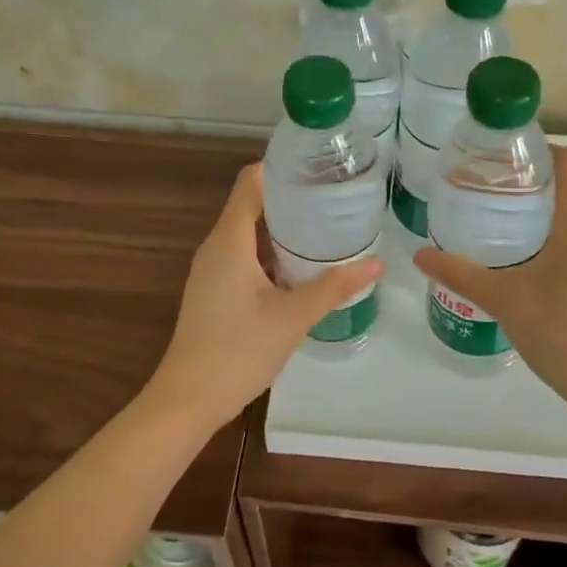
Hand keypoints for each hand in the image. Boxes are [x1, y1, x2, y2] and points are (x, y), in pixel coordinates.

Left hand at [150, 163, 383, 426]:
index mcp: (229, 239)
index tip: (318, 166)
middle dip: (291, 198)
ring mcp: (211, 270)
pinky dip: (271, 253)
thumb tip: (377, 263)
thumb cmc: (238, 350)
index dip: (281, 167)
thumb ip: (335, 286)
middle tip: (334, 197)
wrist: (189, 399)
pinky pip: (243, 256)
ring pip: (248, 233)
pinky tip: (301, 268)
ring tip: (325, 227)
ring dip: (282, 228)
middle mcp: (216, 246)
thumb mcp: (294, 316)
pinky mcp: (213, 291)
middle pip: (251, 204)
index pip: (250, 181)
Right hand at [413, 146, 566, 407]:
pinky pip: (565, 250)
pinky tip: (508, 264)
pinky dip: (537, 244)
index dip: (539, 147)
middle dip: (523, 183)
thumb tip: (420, 254)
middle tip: (479, 185)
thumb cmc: (564, 331)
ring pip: (563, 223)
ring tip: (486, 220)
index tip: (501, 150)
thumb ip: (461, 274)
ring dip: (529, 215)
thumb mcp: (504, 299)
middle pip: (563, 191)